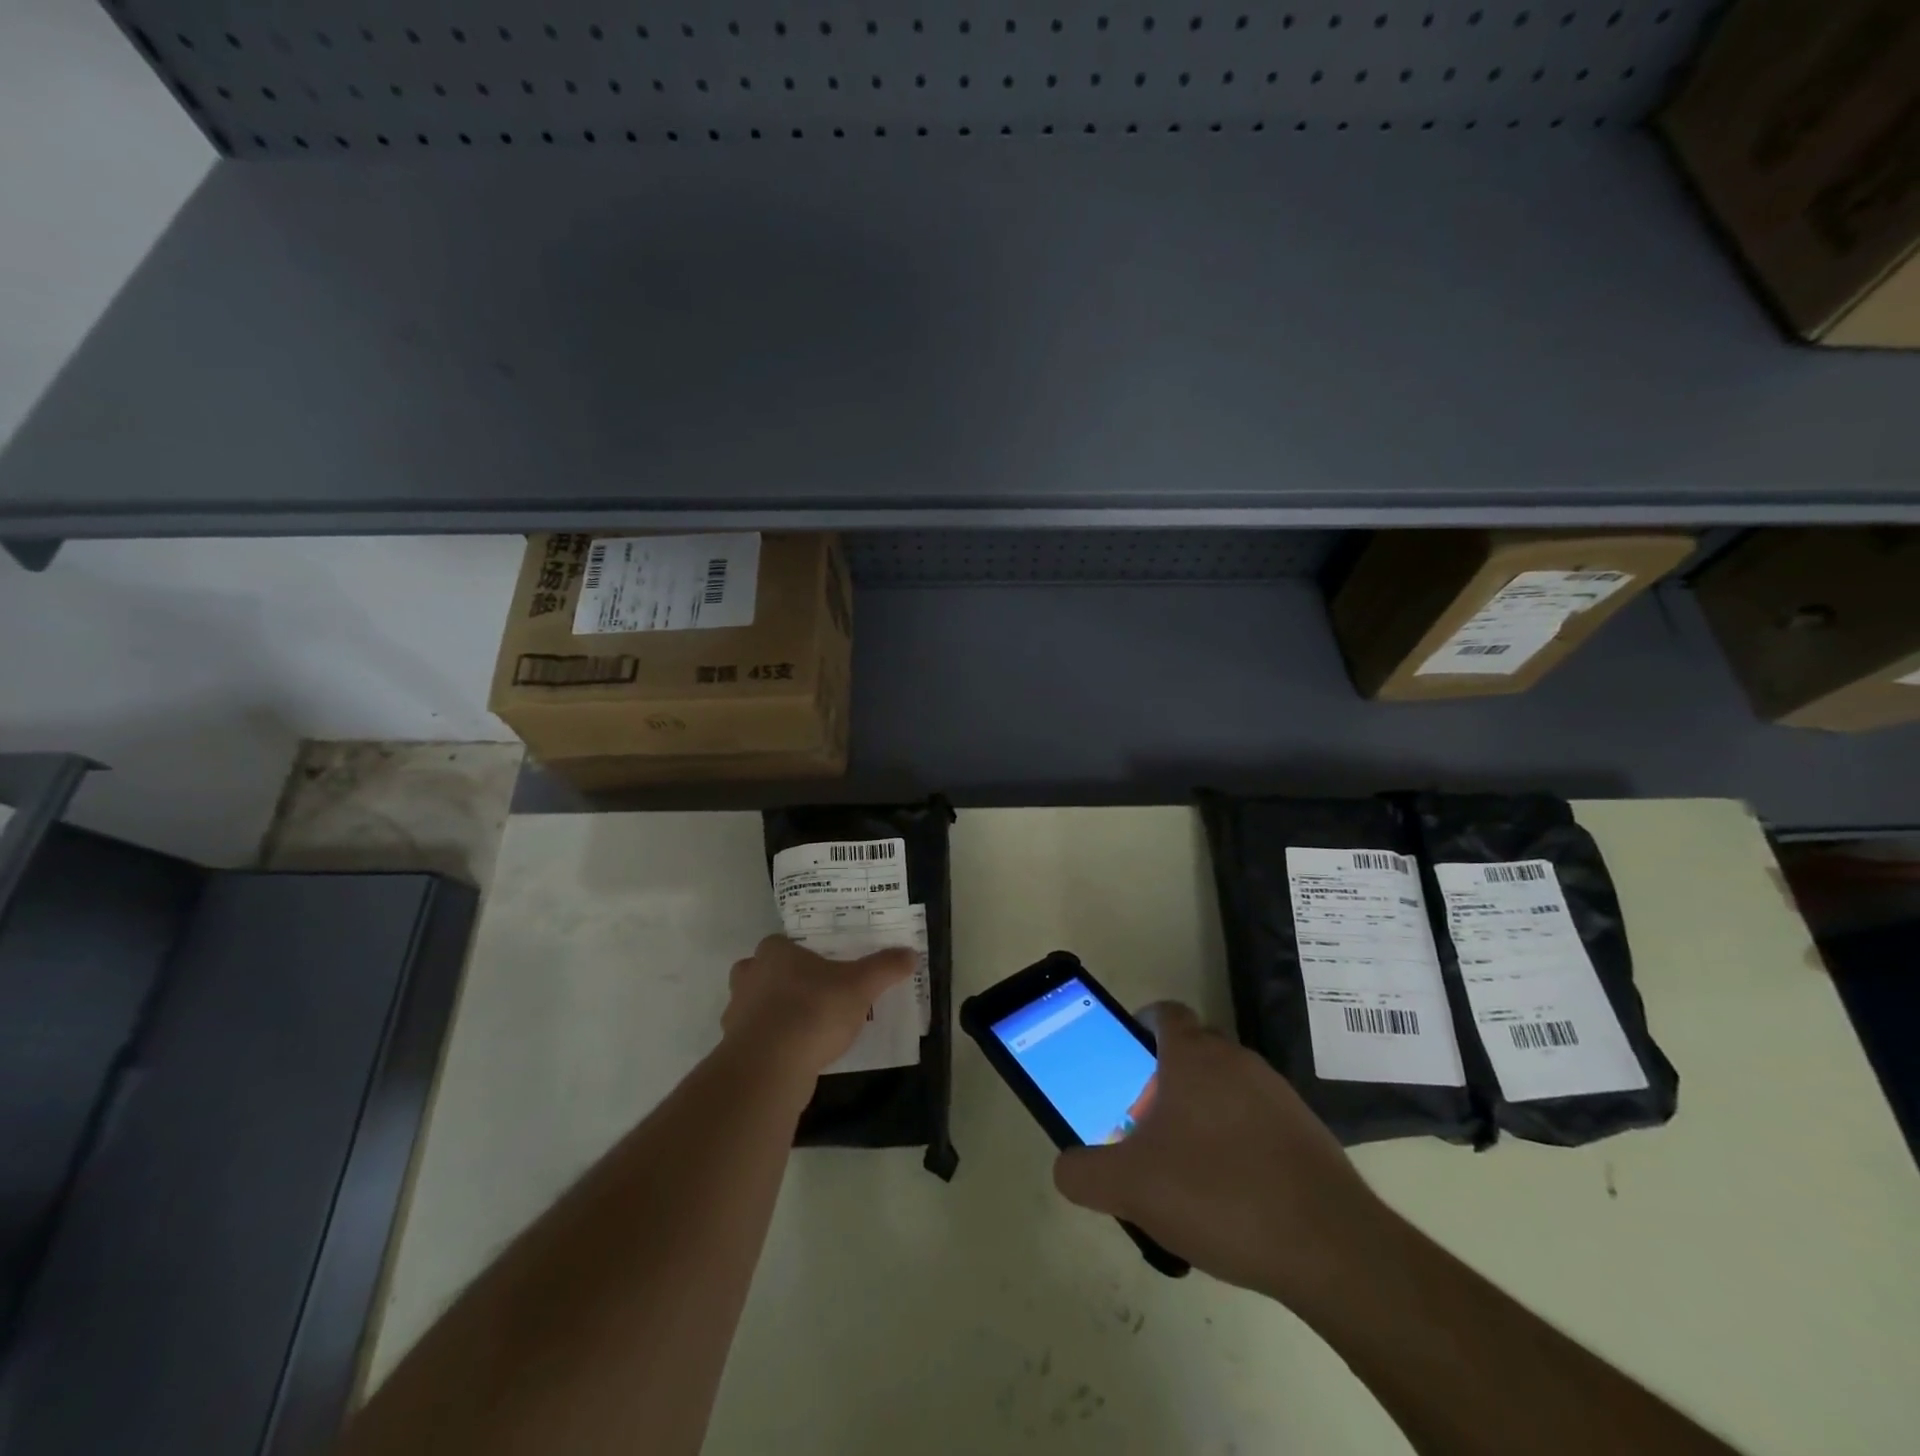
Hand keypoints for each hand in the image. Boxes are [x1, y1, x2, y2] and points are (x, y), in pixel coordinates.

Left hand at [722, 935, 913, 1080]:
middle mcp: (749, 977)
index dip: (799, 954)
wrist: (770, 1066)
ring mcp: (735, 1015)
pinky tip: (795, 1055)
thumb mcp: (860, 985)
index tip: (820, 967)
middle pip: (760, 972)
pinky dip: (770, 1045)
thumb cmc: (813, 1010)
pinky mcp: (735, 1050)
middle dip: (780, 982)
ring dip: (773, 1015)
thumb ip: (884, 968)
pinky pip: (755, 1040)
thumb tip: (911, 954)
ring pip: (754, 1007)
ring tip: (806, 1027)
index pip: (780, 943)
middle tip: (811, 993)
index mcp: (773, 953)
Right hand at [1052, 1002, 1386, 1302]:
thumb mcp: (1130, 1187)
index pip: (1164, 1013)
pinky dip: (1239, 1139)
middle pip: (1193, 1051)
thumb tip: (1067, 1167)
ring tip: (1187, 1167)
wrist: (1330, 1247)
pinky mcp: (1307, 1131)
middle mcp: (1236, 1060)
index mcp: (1192, 1056)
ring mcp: (1278, 1093)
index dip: (1141, 1026)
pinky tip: (1232, 1193)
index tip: (1127, 1059)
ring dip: (1203, 1110)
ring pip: (1227, 1085)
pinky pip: (1258, 1118)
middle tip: (1147, 1124)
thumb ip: (1084, 1173)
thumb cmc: (1218, 1194)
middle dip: (1166, 1077)